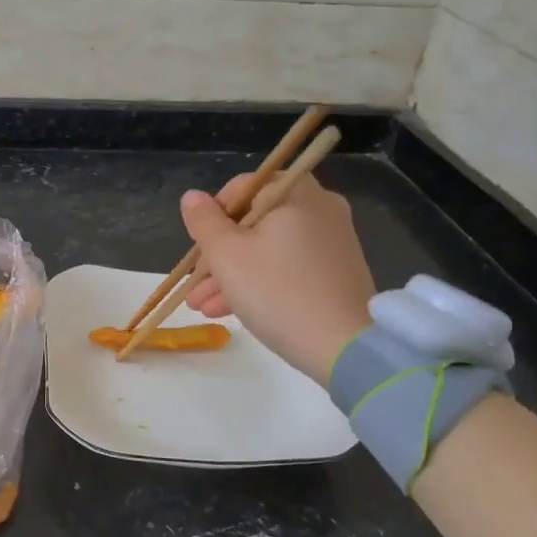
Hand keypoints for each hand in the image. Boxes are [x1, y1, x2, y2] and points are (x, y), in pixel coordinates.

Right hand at [180, 175, 376, 384]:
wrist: (345, 348)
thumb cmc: (278, 291)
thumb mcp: (227, 256)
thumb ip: (204, 222)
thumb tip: (192, 197)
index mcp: (295, 194)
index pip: (241, 188)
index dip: (212, 216)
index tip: (197, 247)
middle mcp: (319, 209)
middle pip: (253, 222)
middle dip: (218, 254)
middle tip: (193, 285)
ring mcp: (332, 242)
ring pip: (268, 249)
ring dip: (232, 274)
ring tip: (202, 307)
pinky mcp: (337, 272)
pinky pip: (288, 266)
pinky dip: (260, 282)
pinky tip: (230, 311)